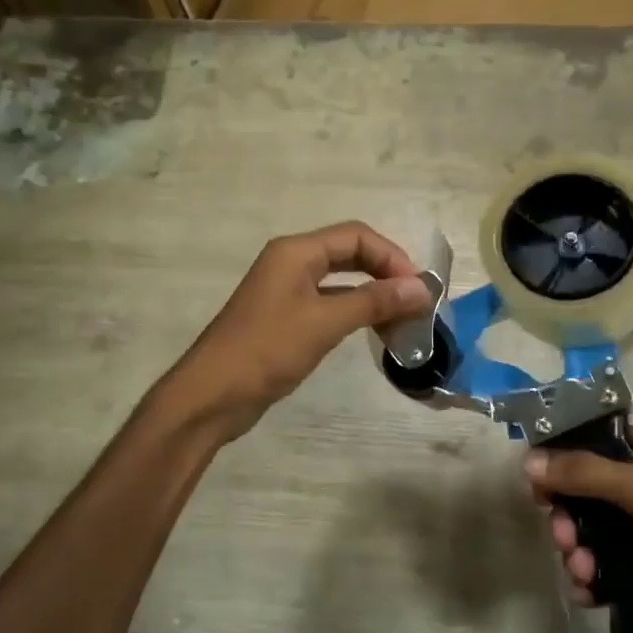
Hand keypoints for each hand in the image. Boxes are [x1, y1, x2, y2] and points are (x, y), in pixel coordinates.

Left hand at [166, 222, 431, 440]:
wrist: (211, 396)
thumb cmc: (267, 351)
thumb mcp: (325, 323)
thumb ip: (374, 301)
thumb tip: (421, 288)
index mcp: (296, 252)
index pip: (356, 236)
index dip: (392, 257)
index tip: (418, 289)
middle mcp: (291, 262)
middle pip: (350, 253)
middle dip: (385, 273)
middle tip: (415, 302)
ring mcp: (287, 291)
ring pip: (342, 280)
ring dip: (373, 294)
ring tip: (403, 320)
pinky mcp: (286, 318)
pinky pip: (330, 303)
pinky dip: (356, 311)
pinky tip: (374, 330)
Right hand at [527, 426, 632, 632]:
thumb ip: (584, 474)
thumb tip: (528, 462)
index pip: (596, 445)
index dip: (563, 463)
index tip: (537, 488)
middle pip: (592, 495)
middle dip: (571, 518)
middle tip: (563, 537)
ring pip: (601, 535)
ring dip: (581, 552)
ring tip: (582, 573)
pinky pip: (617, 570)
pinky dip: (598, 580)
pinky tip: (588, 594)